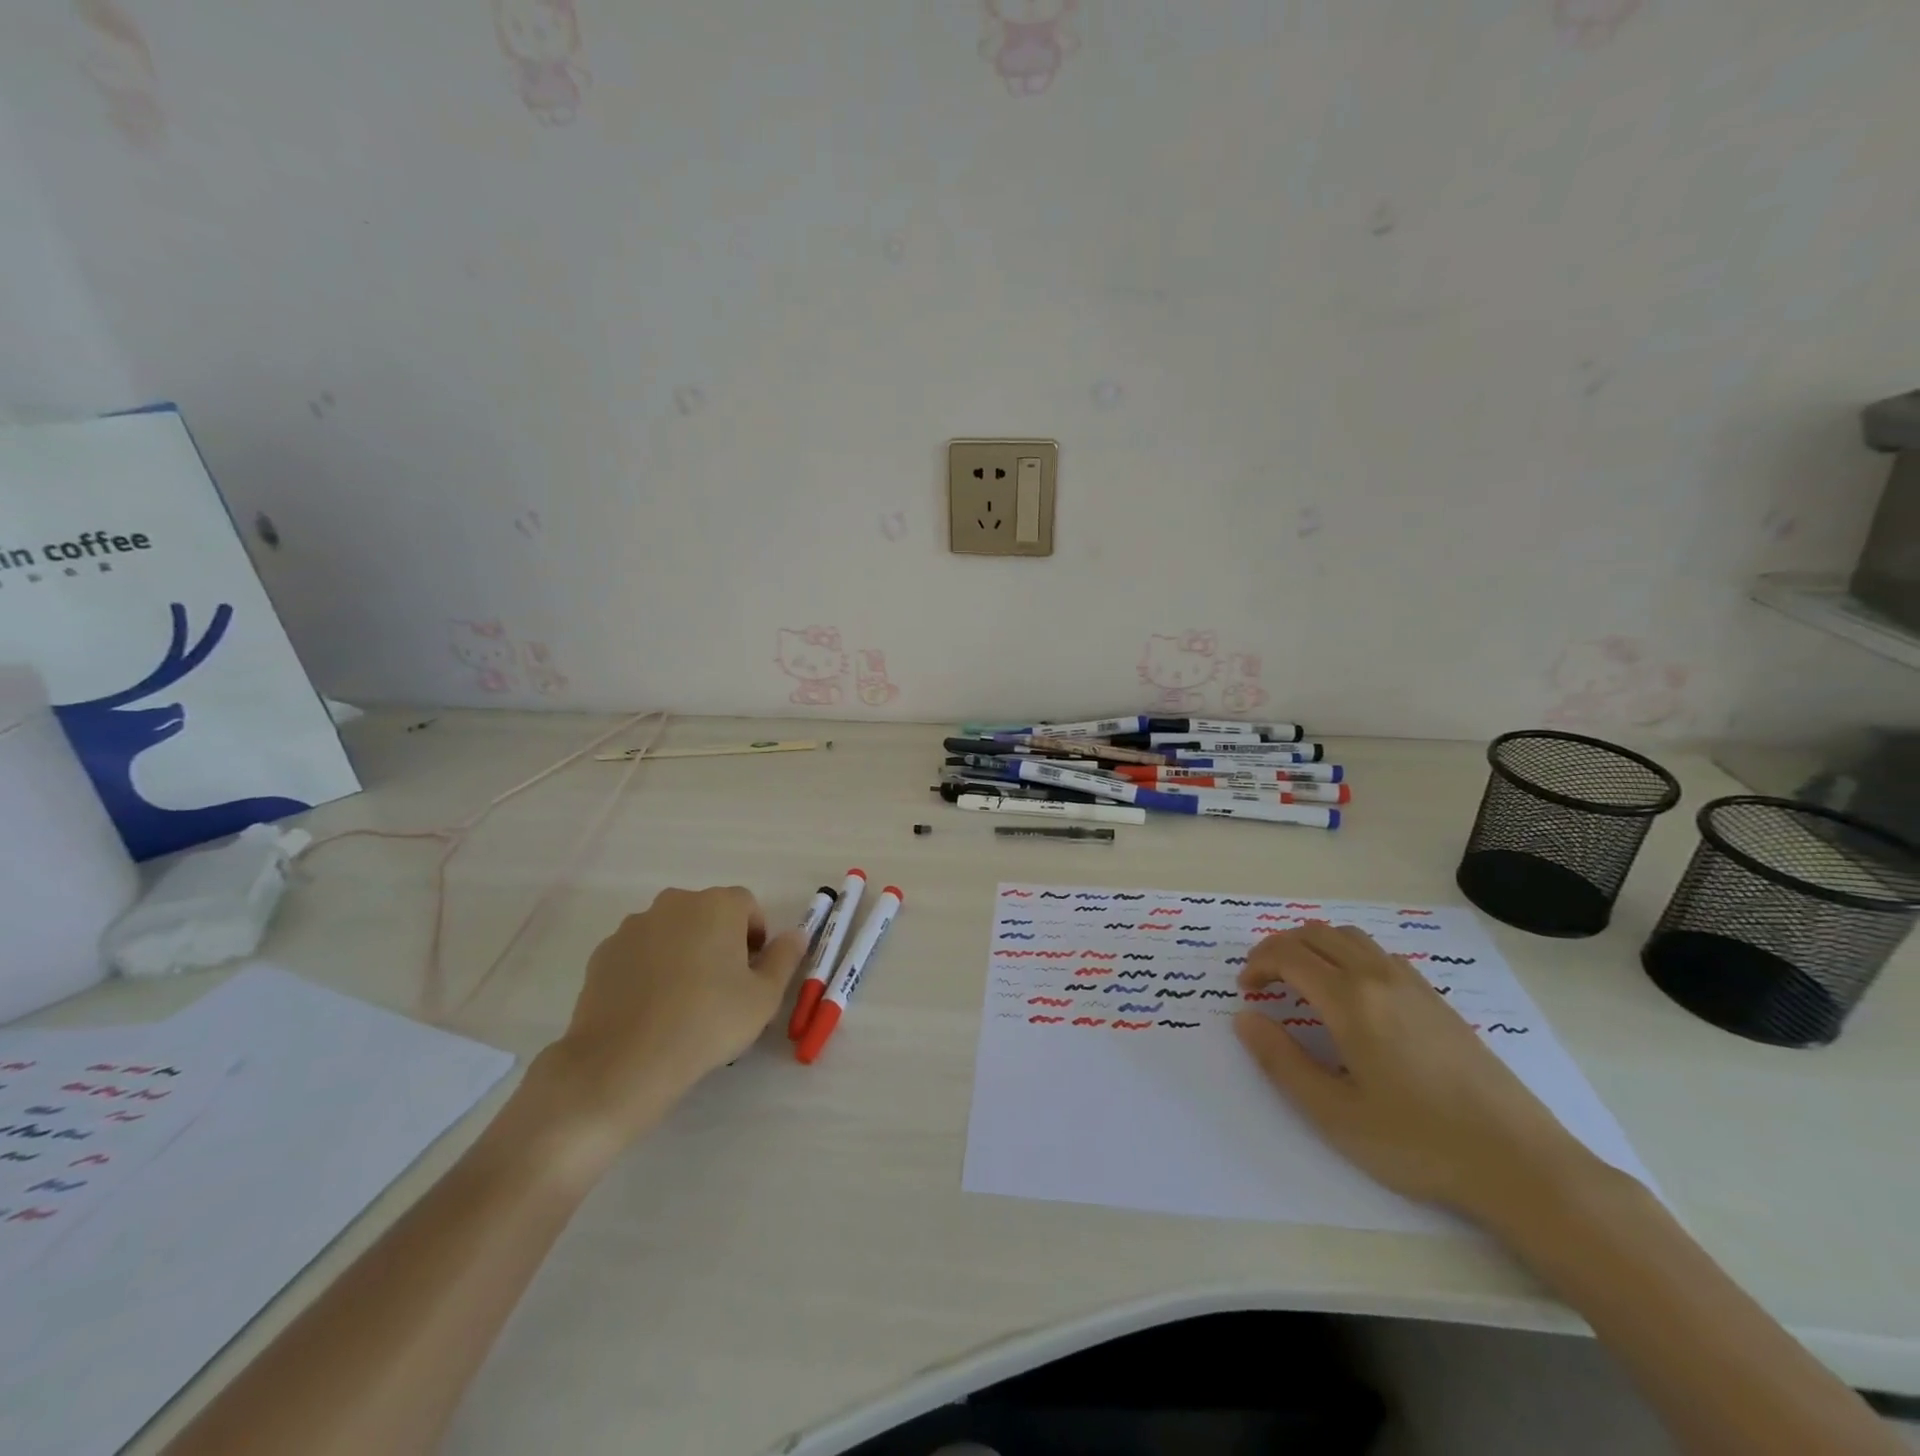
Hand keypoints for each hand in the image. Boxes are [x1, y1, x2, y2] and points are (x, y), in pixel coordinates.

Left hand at [527, 886, 807, 1162]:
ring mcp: (634, 926)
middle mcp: (674, 903)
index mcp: (717, 905)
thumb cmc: (708, 1022)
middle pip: (707, 914)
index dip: (755, 936)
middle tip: (722, 986)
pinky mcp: (604, 953)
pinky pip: (639, 952)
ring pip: (671, 932)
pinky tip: (651, 1007)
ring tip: (683, 1000)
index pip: (747, 905)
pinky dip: (649, 969)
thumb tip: (796, 934)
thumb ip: (785, 958)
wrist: (623, 1061)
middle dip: (718, 941)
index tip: (752, 972)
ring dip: (683, 952)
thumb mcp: (764, 997)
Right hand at [1234, 924, 1601, 1224]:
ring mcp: (1414, 985)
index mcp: (1350, 1000)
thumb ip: (1281, 1061)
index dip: (1257, 964)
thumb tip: (1245, 1018)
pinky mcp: (1438, 1001)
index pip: (1288, 955)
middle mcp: (1379, 978)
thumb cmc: (1418, 1143)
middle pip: (1316, 934)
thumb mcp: (1334, 1113)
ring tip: (1301, 980)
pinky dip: (1348, 955)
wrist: (1522, 1165)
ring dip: (1314, 946)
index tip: (1245, 991)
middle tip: (1263, 980)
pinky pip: (1379, 954)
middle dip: (1279, 948)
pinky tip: (1352, 995)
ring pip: (1350, 937)